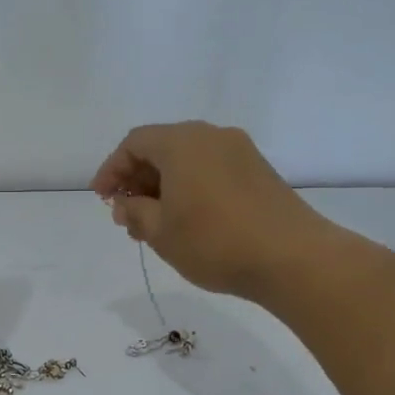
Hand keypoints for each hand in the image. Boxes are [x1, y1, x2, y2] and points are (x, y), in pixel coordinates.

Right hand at [91, 122, 316, 299]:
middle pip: (162, 147)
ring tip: (153, 224)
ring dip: (163, 187)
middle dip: (137, 179)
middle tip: (126, 215)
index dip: (112, 169)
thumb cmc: (215, 242)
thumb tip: (125, 202)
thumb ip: (134, 211)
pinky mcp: (259, 172)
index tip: (101, 198)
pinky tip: (187, 221)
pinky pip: (211, 171)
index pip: (135, 143)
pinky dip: (190, 189)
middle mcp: (212, 136)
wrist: (293, 258)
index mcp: (183, 142)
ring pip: (188, 161)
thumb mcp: (161, 231)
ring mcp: (240, 152)